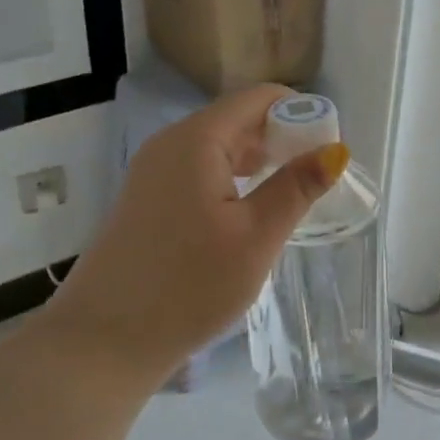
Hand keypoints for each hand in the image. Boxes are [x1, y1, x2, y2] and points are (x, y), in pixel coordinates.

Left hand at [47, 84, 348, 385]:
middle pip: (238, 119)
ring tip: (291, 196)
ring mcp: (153, 172)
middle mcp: (170, 144)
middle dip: (282, 138)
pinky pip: (200, 172)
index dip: (300, 113)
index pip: (258, 98)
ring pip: (219, 148)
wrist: (104, 341)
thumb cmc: (188, 285)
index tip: (328, 150)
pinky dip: (233, 180)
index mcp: (196, 140)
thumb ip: (296, 188)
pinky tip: (250, 213)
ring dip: (259, 162)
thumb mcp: (255, 237)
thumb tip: (335, 150)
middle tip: (316, 179)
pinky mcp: (148, 200)